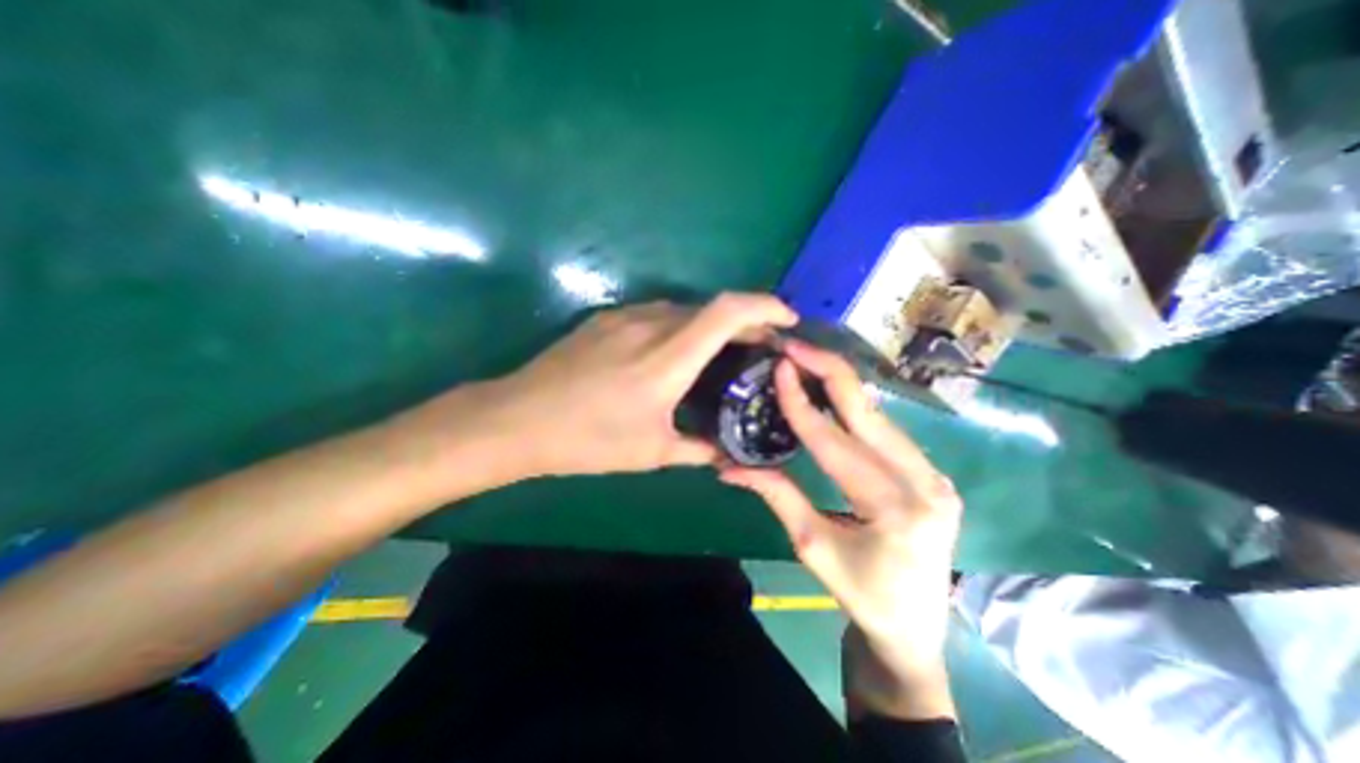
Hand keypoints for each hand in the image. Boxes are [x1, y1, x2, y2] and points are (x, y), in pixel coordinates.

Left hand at [394, 293, 799, 477]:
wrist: (518, 418)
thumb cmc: (587, 439)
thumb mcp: (650, 452)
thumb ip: (698, 450)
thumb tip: (728, 457)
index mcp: (667, 358)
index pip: (727, 312)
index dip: (764, 307)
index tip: (787, 320)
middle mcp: (650, 325)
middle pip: (712, 308)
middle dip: (746, 322)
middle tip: (762, 348)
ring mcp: (626, 317)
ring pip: (686, 310)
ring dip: (713, 325)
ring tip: (726, 351)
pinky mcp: (608, 318)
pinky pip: (660, 314)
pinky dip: (684, 326)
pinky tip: (680, 352)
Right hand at [717, 341, 961, 718]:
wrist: (917, 628)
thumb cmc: (862, 594)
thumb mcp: (812, 546)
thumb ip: (776, 495)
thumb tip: (728, 466)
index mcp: (895, 508)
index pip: (835, 442)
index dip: (801, 403)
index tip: (780, 368)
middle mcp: (925, 481)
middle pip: (869, 411)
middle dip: (828, 372)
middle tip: (795, 346)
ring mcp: (935, 474)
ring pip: (879, 414)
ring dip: (840, 384)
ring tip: (806, 361)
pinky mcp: (931, 473)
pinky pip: (886, 429)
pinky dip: (855, 406)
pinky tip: (831, 391)